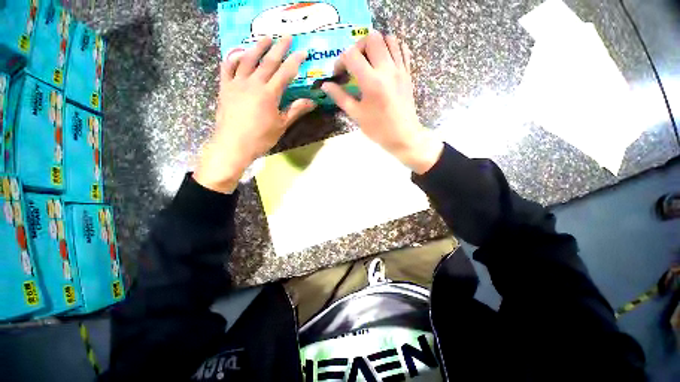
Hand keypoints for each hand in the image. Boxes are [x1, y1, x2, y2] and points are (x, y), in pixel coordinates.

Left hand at [194, 36, 315, 193]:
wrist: (233, 145)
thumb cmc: (261, 138)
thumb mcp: (281, 125)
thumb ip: (295, 110)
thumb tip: (312, 102)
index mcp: (269, 94)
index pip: (285, 73)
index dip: (295, 61)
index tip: (302, 51)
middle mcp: (253, 83)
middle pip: (268, 61)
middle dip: (279, 48)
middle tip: (286, 36)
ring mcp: (237, 83)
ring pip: (248, 60)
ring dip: (258, 47)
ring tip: (266, 38)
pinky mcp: (225, 87)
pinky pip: (228, 67)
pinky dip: (233, 57)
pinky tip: (239, 52)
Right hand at [321, 32, 442, 173]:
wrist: (403, 136)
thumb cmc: (378, 129)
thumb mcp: (357, 115)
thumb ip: (340, 97)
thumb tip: (325, 85)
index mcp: (371, 82)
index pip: (352, 55)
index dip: (340, 61)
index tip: (339, 73)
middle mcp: (387, 70)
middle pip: (372, 38)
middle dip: (358, 47)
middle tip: (354, 63)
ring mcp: (400, 69)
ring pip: (389, 39)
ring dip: (375, 45)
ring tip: (369, 61)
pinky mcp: (408, 73)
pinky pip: (402, 49)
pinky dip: (391, 49)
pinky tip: (384, 62)